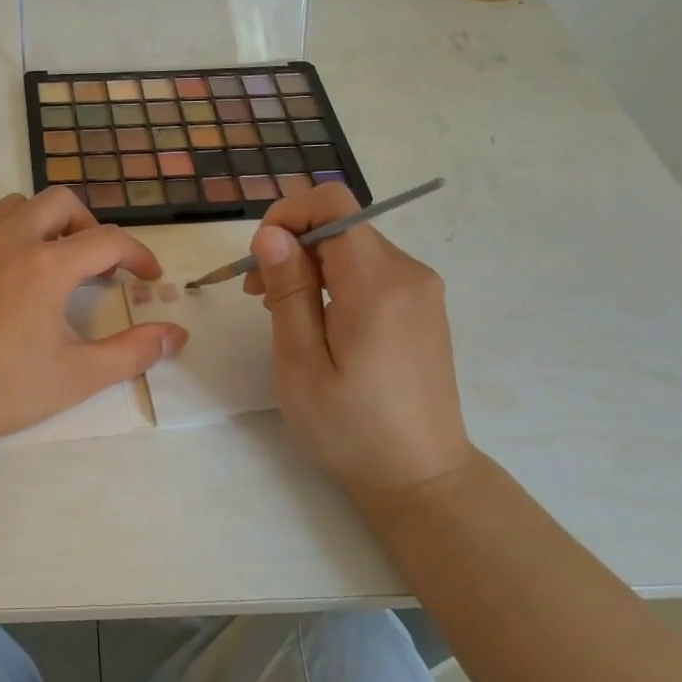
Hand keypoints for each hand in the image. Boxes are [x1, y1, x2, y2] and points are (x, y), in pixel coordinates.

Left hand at [0, 190, 187, 453]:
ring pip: (12, 208)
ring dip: (40, 226)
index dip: (137, 254)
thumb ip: (134, 351)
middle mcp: (4, 240)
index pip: (107, 239)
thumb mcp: (79, 376)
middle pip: (59, 201)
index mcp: (45, 265)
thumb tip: (177, 334)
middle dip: (87, 225)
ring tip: (45, 267)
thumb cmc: (5, 391)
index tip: (147, 276)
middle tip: (93, 264)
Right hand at [243, 184, 476, 501]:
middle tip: (258, 297)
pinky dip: (336, 281)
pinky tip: (320, 322)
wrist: (421, 476)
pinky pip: (372, 271)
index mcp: (377, 284)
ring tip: (283, 314)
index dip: (288, 214)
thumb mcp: (301, 364)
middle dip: (292, 246)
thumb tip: (271, 234)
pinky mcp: (423, 307)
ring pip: (354, 248)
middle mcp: (409, 273)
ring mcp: (422, 290)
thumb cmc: (350, 428)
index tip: (259, 257)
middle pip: (341, 226)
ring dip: (311, 265)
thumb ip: (288, 292)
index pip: (333, 205)